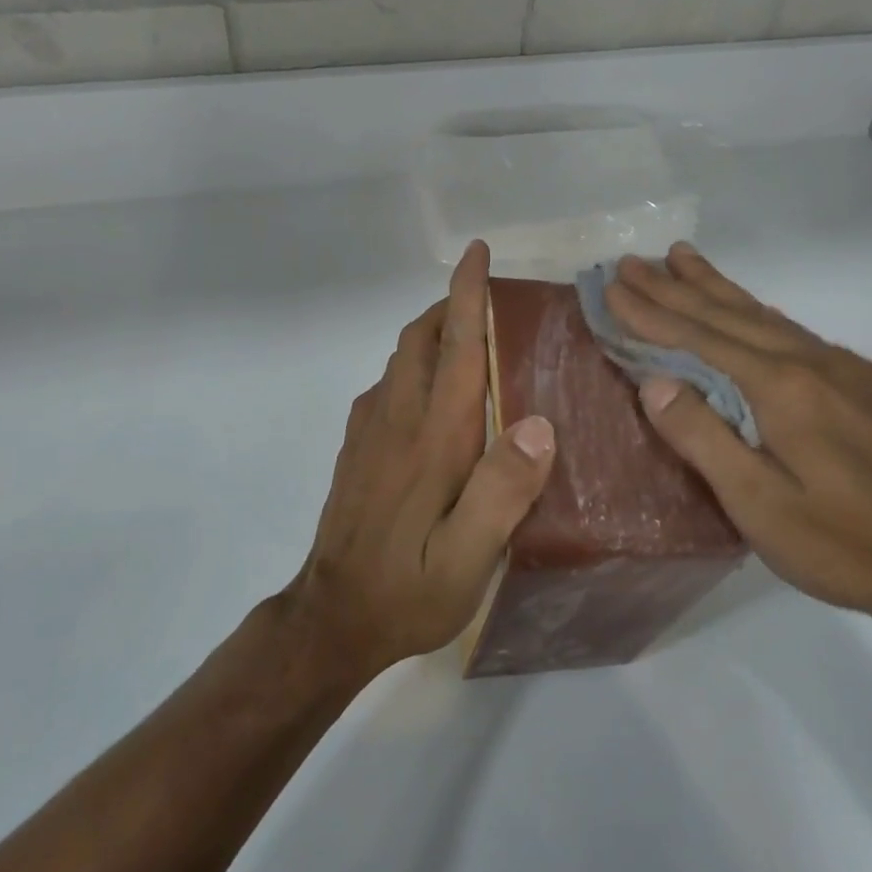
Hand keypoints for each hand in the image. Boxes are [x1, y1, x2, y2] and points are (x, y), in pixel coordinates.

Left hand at [282, 240, 555, 673]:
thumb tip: (539, 425)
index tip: (476, 253)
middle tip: (490, 304)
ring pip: (401, 359)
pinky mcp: (356, 449)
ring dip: (432, 335)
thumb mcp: (469, 558)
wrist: (332, 618)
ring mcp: (368, 432)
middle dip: (449, 307)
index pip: (453, 348)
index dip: (466, 295)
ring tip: (469, 341)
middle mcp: (396, 420)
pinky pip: (388, 386)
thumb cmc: (408, 589)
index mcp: (432, 438)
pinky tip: (434, 395)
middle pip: (419, 340)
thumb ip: (502, 491)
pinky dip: (414, 366)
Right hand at [606, 243, 871, 643]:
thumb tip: (654, 381)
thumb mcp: (759, 505)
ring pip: (764, 315)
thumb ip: (703, 437)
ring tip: (681, 258)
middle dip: (674, 287)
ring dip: (715, 288)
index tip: (612, 285)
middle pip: (728, 315)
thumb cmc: (847, 545)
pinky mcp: (865, 387)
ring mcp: (845, 370)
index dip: (650, 312)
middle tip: (631, 260)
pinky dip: (755, 312)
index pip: (700, 337)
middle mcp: (813, 362)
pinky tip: (748, 309)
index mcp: (783, 387)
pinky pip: (792, 332)